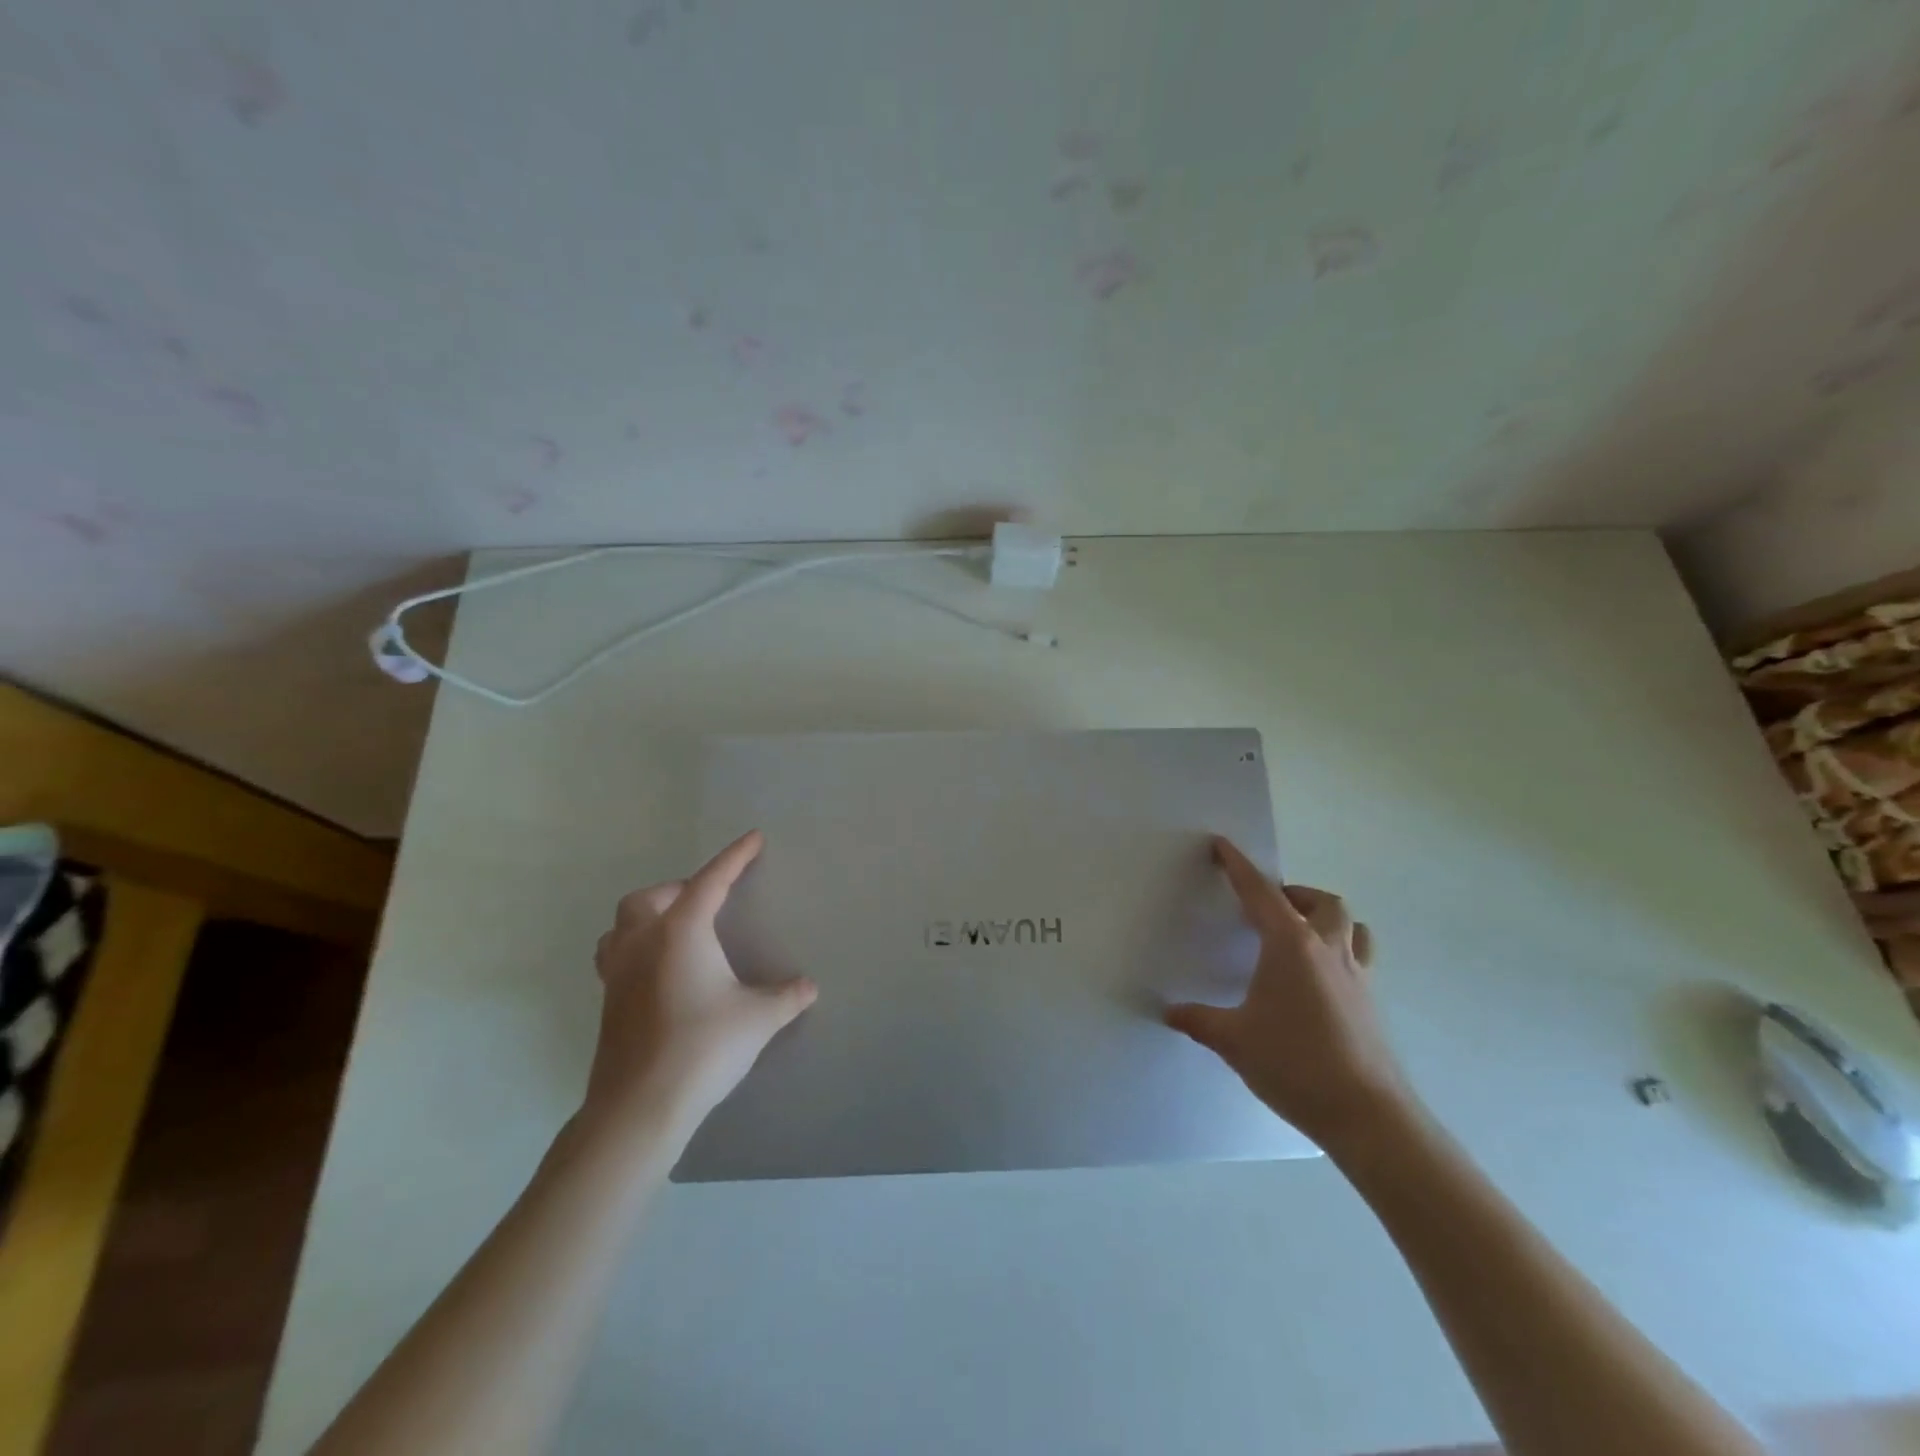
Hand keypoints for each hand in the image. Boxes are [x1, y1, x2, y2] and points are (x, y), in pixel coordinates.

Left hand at [585, 830, 816, 1134]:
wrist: (640, 1106)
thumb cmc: (703, 1047)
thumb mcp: (758, 1019)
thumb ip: (786, 997)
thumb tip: (808, 987)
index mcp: (681, 932)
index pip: (711, 880)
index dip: (735, 857)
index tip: (754, 838)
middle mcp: (643, 942)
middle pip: (650, 897)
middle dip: (679, 889)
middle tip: (708, 902)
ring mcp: (617, 973)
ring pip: (621, 924)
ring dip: (647, 916)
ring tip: (675, 930)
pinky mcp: (607, 1003)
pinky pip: (615, 956)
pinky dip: (634, 948)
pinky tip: (657, 971)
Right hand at [1165, 837, 1412, 1150]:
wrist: (1367, 1115)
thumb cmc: (1294, 1064)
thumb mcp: (1233, 1040)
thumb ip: (1199, 1020)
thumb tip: (1169, 1012)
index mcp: (1290, 945)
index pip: (1259, 892)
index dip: (1238, 866)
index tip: (1222, 845)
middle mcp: (1328, 949)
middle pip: (1321, 901)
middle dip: (1293, 894)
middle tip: (1267, 908)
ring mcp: (1356, 976)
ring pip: (1350, 926)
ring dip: (1324, 918)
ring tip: (1298, 935)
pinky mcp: (1370, 1002)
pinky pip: (1358, 958)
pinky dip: (1338, 952)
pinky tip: (1317, 981)